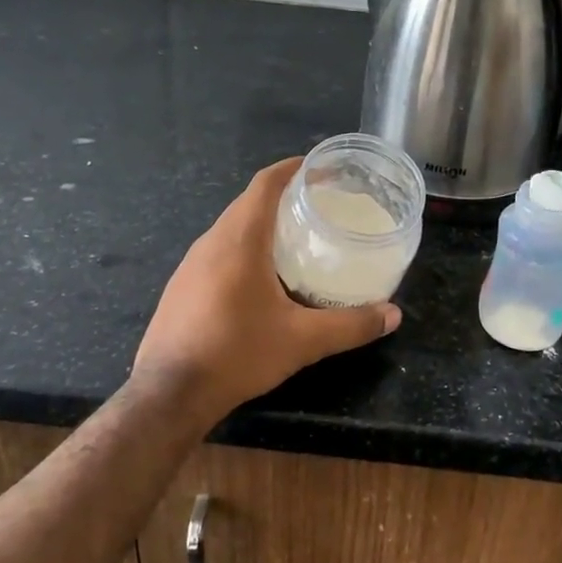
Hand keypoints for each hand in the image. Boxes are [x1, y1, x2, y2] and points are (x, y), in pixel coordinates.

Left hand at [131, 158, 400, 425]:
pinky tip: (262, 279)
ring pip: (231, 229)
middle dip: (283, 198)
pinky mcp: (181, 287)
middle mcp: (210, 242)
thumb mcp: (302, 340)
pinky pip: (217, 253)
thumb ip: (351, 325)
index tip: (319, 167)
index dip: (292, 168)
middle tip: (320, 206)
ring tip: (297, 239)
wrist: (168, 395)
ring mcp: (190, 265)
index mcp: (240, 239)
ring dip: (262, 225)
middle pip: (249, 203)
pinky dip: (244, 250)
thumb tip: (393, 315)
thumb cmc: (237, 353)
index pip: (265, 184)